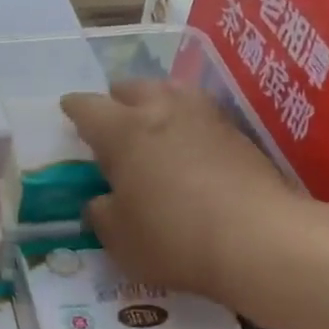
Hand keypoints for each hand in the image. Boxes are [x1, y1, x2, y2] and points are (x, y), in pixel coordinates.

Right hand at [61, 79, 308, 307]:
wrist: (260, 240)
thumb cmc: (174, 238)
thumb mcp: (119, 238)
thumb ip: (101, 213)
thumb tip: (102, 200)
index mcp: (123, 131)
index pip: (87, 107)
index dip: (74, 108)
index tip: (68, 111)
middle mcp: (162, 111)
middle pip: (132, 88)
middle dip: (116, 100)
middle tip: (112, 121)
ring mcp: (204, 117)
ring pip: (172, 91)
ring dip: (156, 102)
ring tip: (153, 123)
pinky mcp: (238, 133)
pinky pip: (201, 114)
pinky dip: (187, 122)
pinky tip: (189, 144)